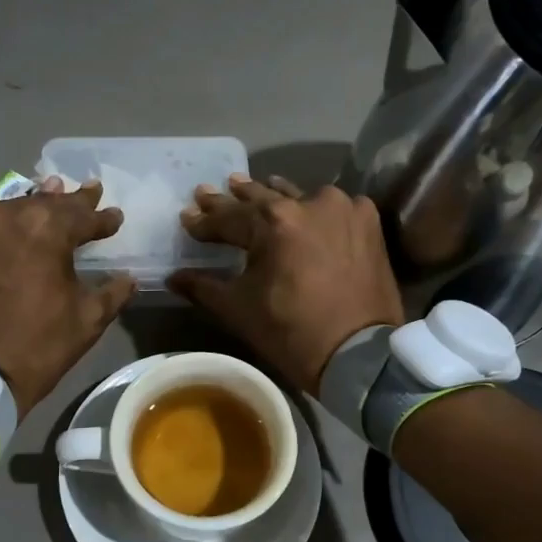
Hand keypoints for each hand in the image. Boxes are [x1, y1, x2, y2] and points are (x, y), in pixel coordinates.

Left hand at [0, 178, 133, 417]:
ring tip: (45, 198)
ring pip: (7, 208)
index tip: (114, 217)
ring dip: (27, 208)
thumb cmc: (39, 346)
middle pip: (44, 204)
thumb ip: (112, 292)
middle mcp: (6, 212)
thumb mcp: (88, 320)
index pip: (83, 216)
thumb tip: (128, 278)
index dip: (102, 219)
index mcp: (47, 228)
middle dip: (67, 204)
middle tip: (86, 193)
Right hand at [170, 173, 404, 391]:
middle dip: (234, 199)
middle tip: (209, 192)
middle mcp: (309, 202)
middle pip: (262, 199)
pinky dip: (314, 210)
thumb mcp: (239, 310)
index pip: (228, 218)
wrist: (358, 353)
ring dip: (274, 197)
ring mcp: (343, 208)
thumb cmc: (291, 332)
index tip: (186, 217)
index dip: (204, 221)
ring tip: (250, 188)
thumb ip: (203, 287)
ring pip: (299, 198)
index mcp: (273, 221)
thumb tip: (173, 277)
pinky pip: (333, 209)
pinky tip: (303, 209)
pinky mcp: (368, 222)